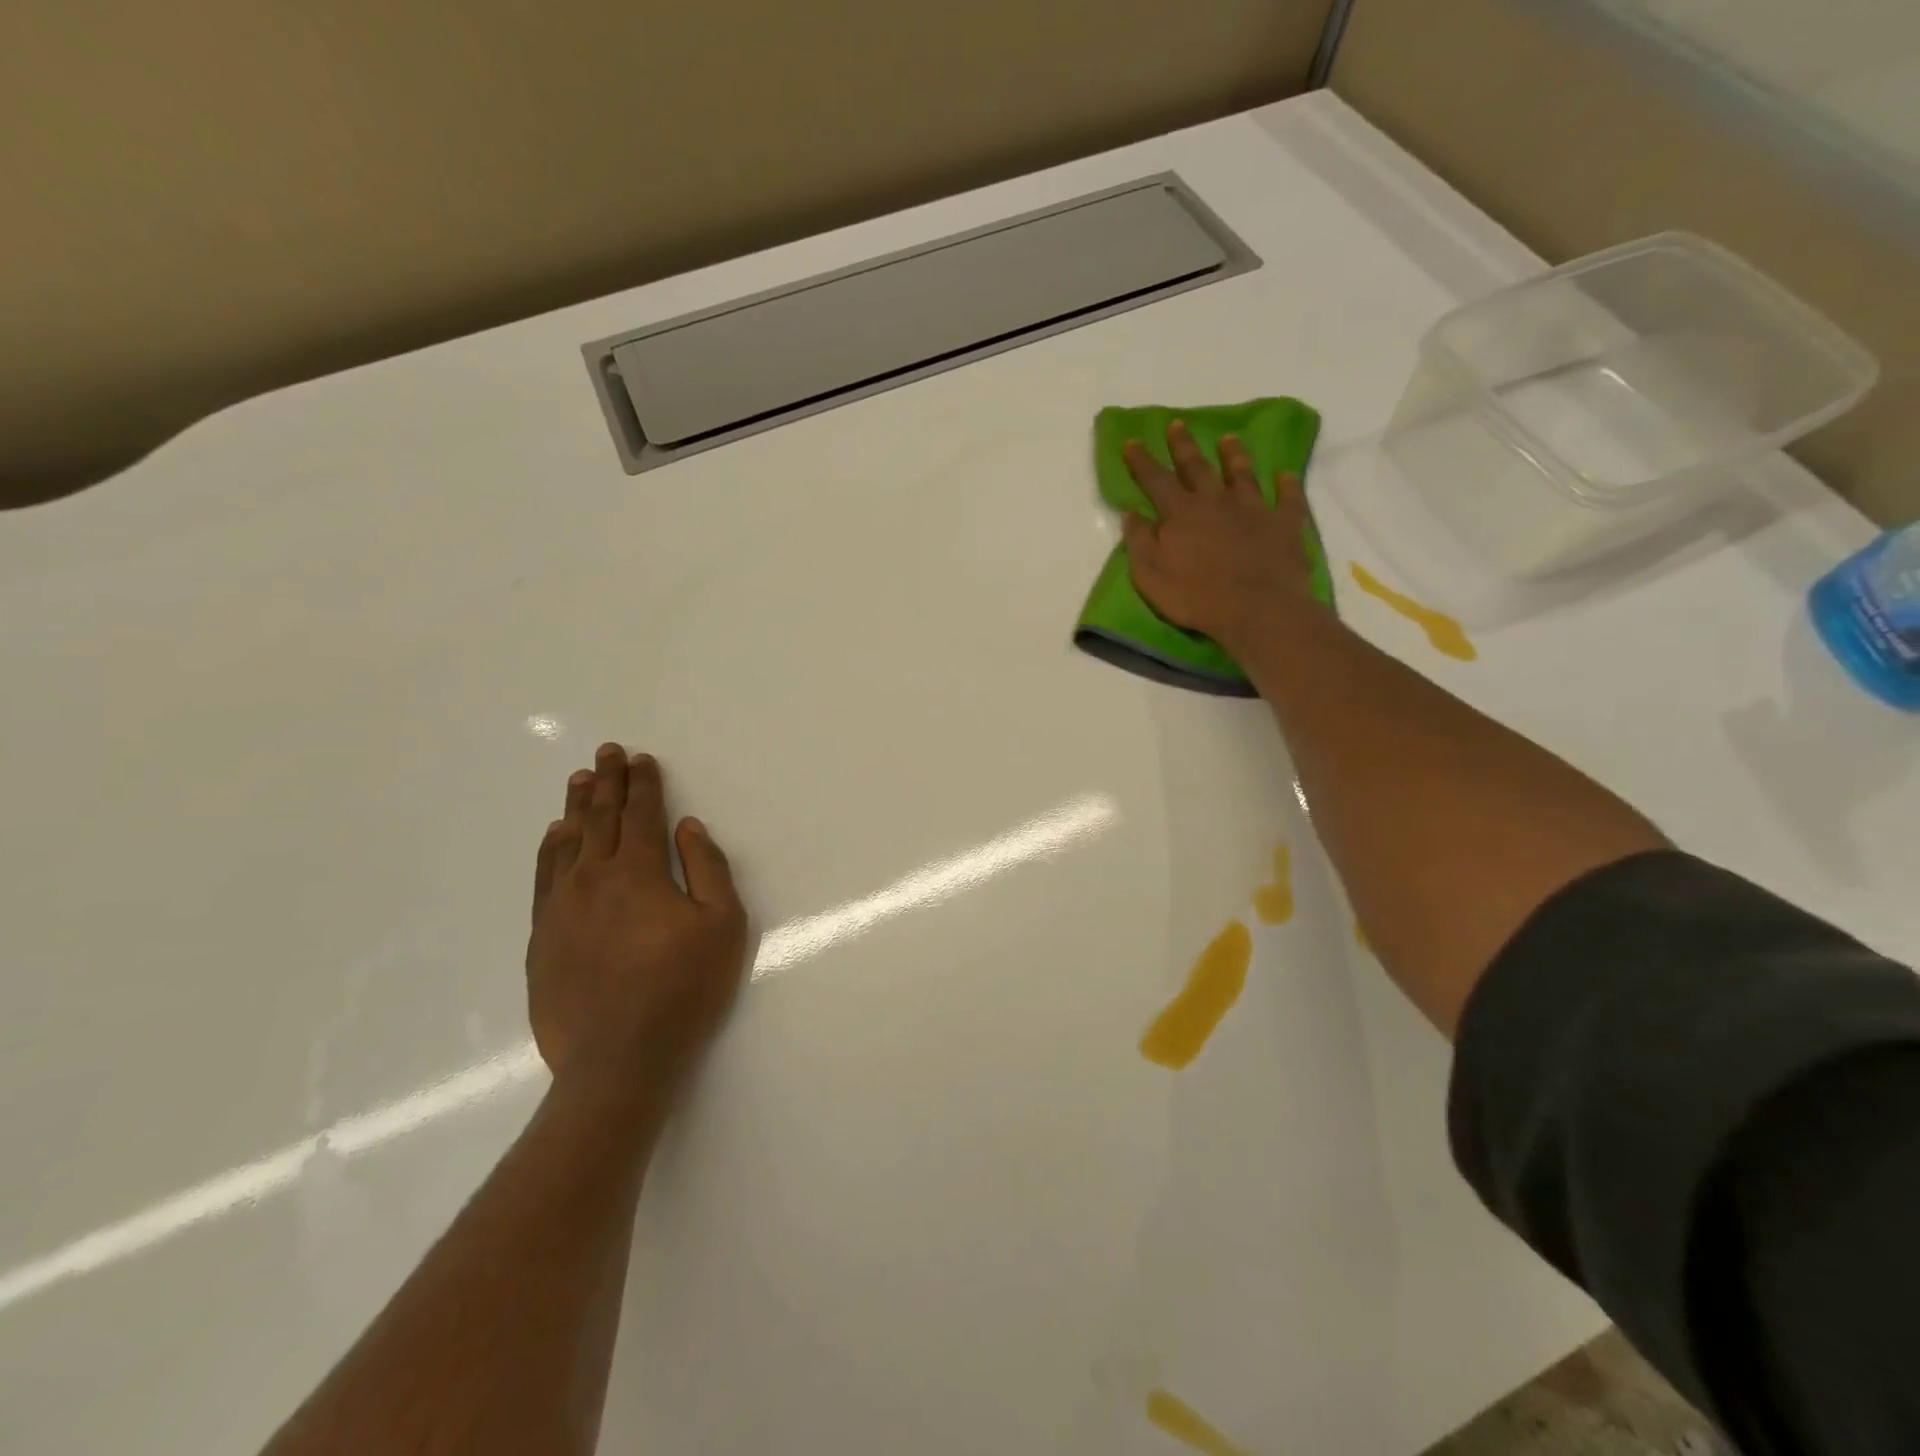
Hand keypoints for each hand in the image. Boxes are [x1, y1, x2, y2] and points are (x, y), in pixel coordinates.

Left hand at [526, 744, 747, 1105]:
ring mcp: (561, 909)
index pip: (641, 815)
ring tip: (579, 780)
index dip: (643, 784)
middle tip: (606, 752)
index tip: (640, 759)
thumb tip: (687, 827)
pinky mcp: (542, 938)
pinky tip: (555, 836)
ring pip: (568, 843)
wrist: (618, 1060)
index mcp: (640, 873)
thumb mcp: (723, 925)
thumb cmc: (684, 989)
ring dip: (576, 807)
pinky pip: (544, 878)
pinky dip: (550, 849)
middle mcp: (594, 879)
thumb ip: (708, 868)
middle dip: (607, 782)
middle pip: (601, 819)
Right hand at [1120, 420, 1325, 657]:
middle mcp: (1216, 501)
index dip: (1141, 460)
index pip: (1155, 479)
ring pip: (1242, 474)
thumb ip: (1139, 542)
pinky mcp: (1284, 524)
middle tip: (1177, 424)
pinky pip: (1287, 498)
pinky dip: (1286, 485)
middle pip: (1197, 466)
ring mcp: (1253, 509)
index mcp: (1180, 513)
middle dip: (1183, 445)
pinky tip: (1284, 476)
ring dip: (1233, 455)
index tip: (1132, 441)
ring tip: (1228, 439)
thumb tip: (1132, 514)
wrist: (1257, 609)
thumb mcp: (1150, 575)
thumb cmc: (1195, 596)